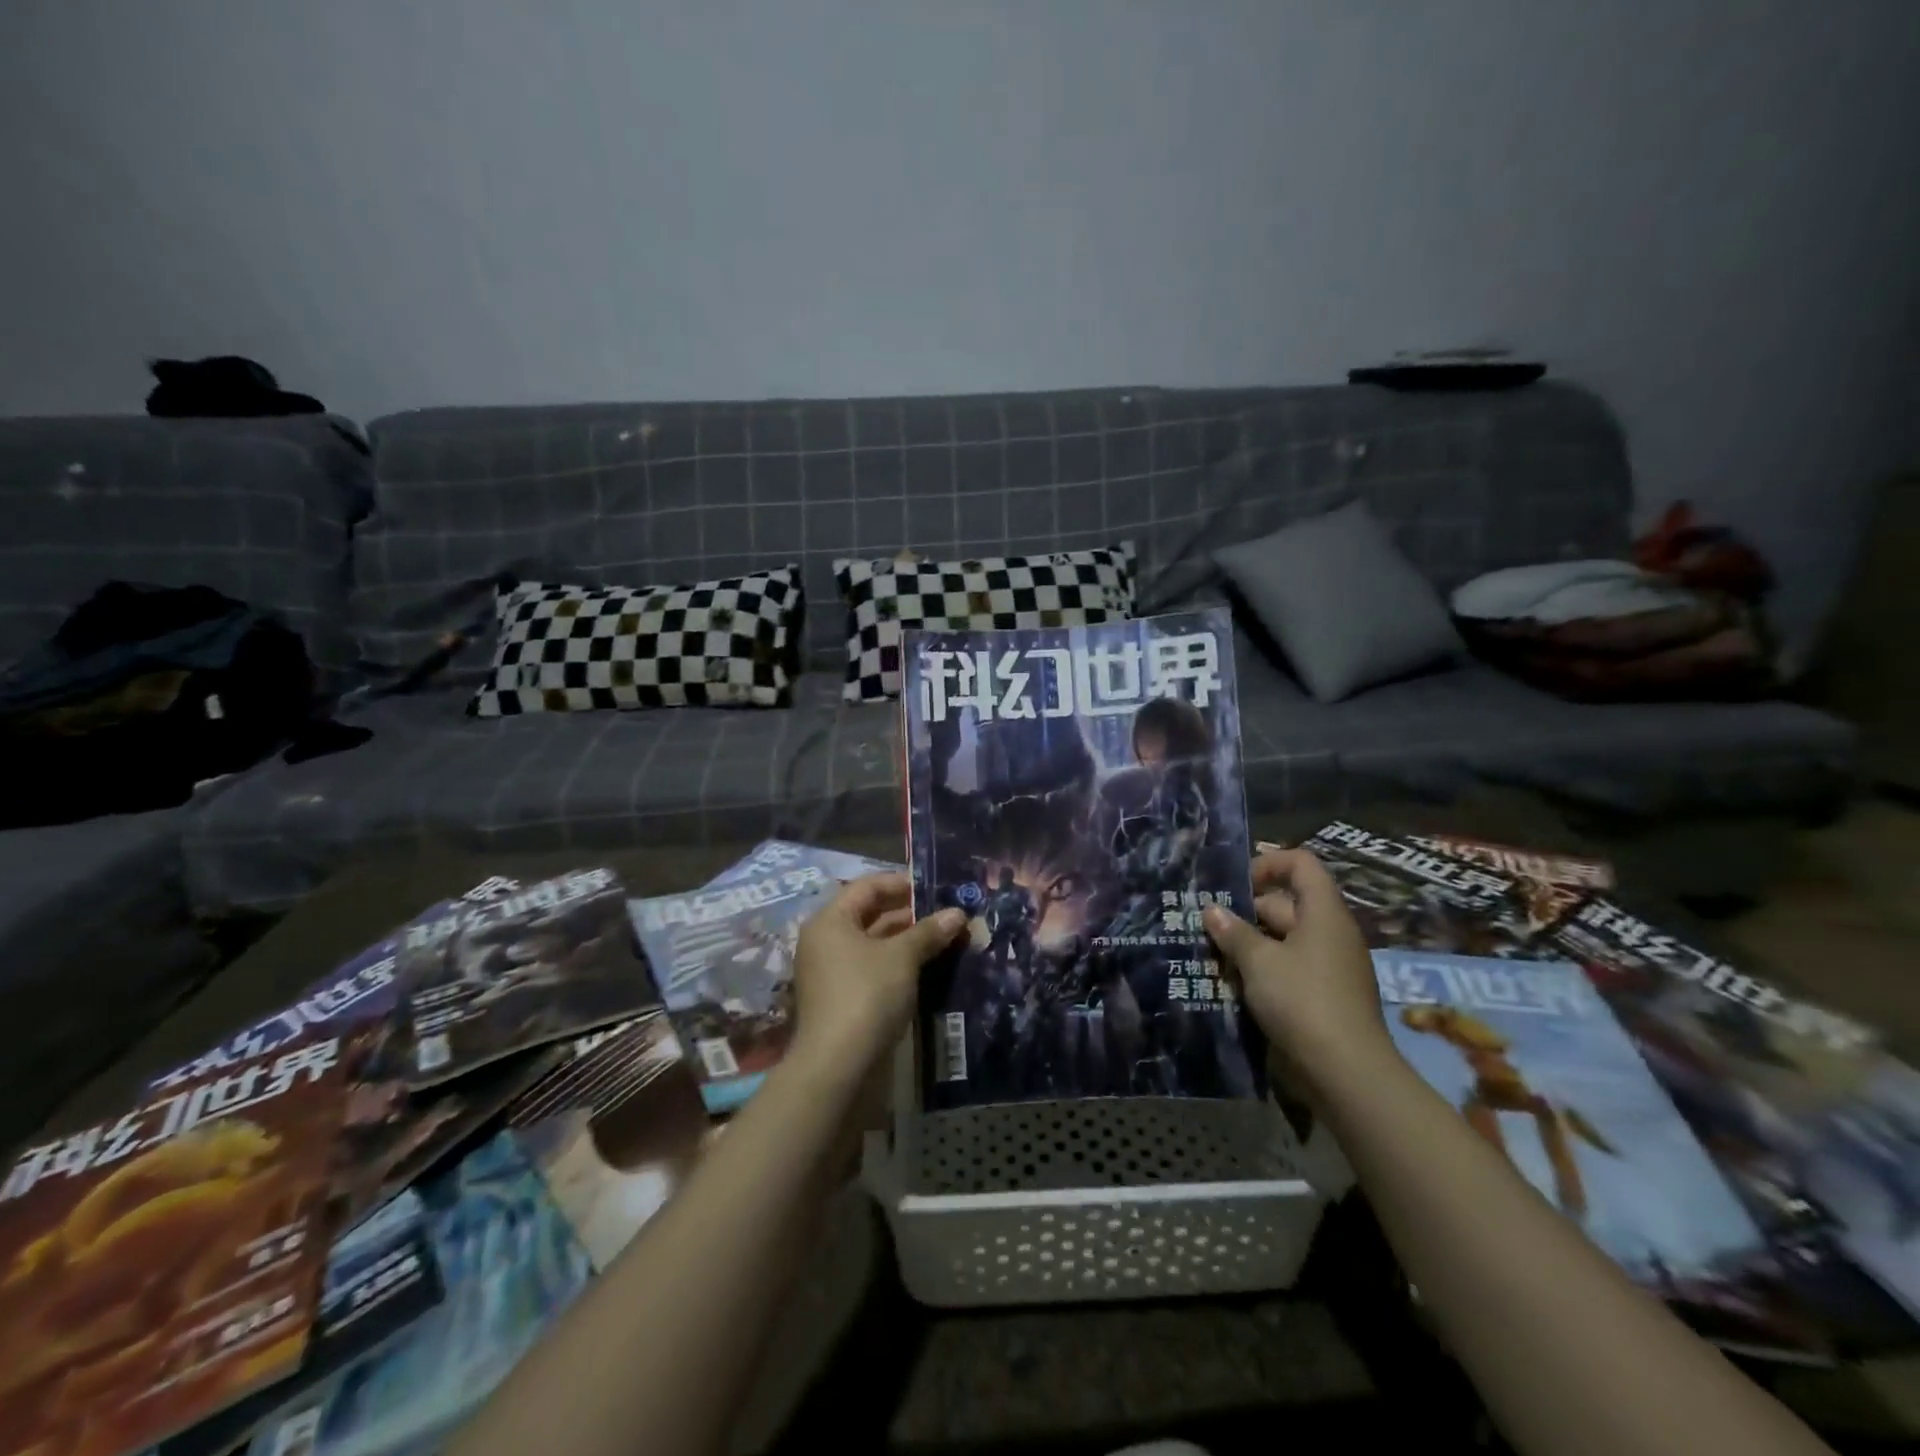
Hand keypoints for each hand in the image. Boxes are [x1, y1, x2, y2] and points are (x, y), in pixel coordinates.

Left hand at [790, 874, 964, 1078]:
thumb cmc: (867, 995)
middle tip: (948, 913)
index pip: (867, 886)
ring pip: (875, 944)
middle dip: (911, 913)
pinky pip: (874, 969)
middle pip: (871, 914)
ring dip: (909, 940)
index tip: (935, 887)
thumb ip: (929, 931)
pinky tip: (930, 967)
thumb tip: (957, 913)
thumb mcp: (902, 957)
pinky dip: (900, 964)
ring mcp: (833, 972)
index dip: (902, 883)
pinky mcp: (844, 999)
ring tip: (947, 938)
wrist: (838, 1066)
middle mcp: (826, 941)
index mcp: (830, 920)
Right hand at [1202, 848, 1395, 1095]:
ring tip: (1210, 954)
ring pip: (1282, 940)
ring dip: (1248, 945)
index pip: (1301, 864)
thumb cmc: (1302, 1000)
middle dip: (1244, 912)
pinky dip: (1262, 971)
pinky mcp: (1324, 996)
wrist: (1347, 1073)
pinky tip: (1231, 984)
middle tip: (1204, 925)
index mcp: (1323, 912)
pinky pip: (1288, 968)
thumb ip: (1233, 932)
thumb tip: (1211, 910)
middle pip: (1285, 904)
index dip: (1268, 864)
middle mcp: (1330, 932)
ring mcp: (1329, 966)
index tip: (1233, 884)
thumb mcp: (1259, 962)